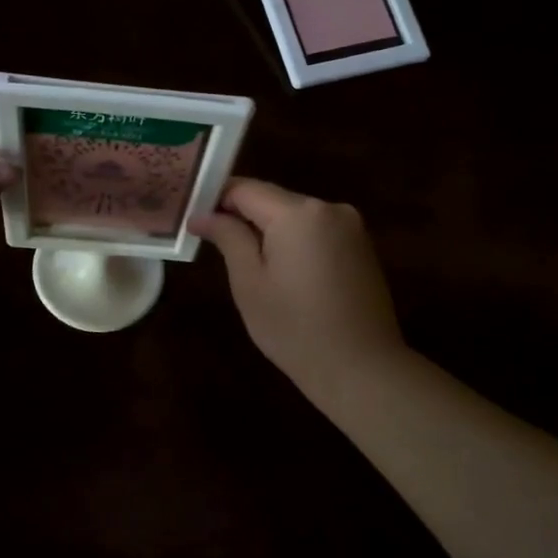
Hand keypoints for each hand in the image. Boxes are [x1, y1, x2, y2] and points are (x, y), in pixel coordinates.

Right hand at [190, 178, 406, 408]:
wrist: (362, 369)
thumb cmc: (294, 328)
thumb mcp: (249, 283)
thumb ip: (228, 237)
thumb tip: (202, 214)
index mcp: (298, 213)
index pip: (245, 188)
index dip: (215, 200)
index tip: (195, 221)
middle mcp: (329, 207)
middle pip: (273, 200)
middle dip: (243, 217)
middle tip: (216, 247)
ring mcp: (351, 226)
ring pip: (295, 217)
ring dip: (270, 231)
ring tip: (249, 267)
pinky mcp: (362, 247)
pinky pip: (317, 232)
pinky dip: (295, 243)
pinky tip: (286, 275)